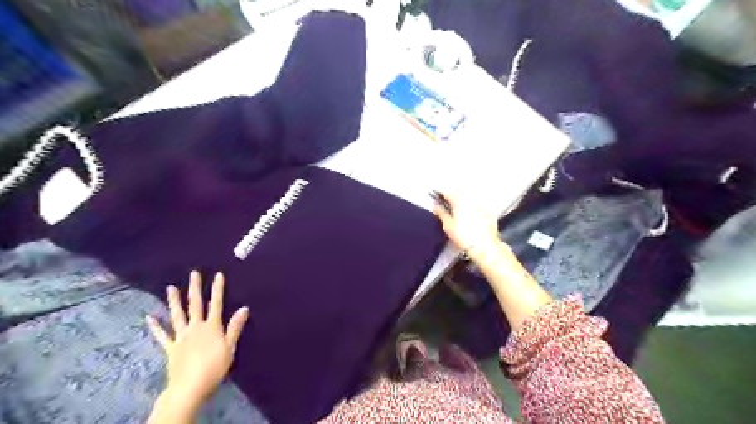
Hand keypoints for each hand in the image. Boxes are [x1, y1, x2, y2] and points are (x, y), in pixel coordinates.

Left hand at [148, 271, 249, 407]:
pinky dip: (155, 326)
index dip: (217, 289)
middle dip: (195, 288)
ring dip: (174, 301)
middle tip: (193, 273)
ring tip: (170, 288)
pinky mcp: (171, 348)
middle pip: (195, 305)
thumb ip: (235, 327)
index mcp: (211, 327)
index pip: (216, 303)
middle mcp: (195, 327)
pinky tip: (150, 317)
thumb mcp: (230, 347)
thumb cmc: (214, 367)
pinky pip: (162, 335)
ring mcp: (181, 337)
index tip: (218, 274)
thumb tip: (244, 308)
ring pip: (177, 315)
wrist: (190, 387)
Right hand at [431, 193, 500, 254]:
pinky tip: (472, 218)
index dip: (441, 194)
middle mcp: (471, 201)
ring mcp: (481, 207)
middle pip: (460, 195)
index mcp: (459, 202)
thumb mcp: (448, 226)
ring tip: (460, 212)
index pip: (448, 193)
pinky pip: (479, 208)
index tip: (437, 197)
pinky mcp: (489, 215)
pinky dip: (474, 210)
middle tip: (447, 204)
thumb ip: (441, 213)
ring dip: (464, 203)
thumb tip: (435, 206)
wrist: (484, 247)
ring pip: (470, 201)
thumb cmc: (463, 236)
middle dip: (453, 198)